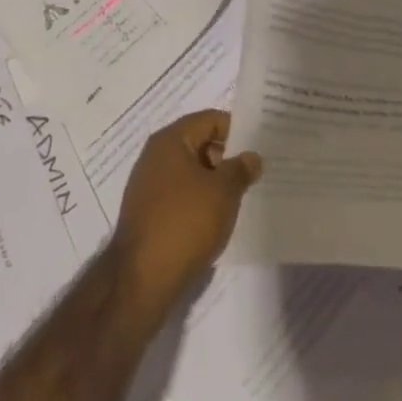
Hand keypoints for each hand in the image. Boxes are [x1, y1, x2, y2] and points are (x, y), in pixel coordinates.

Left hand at [112, 110, 261, 309]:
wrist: (141, 280)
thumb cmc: (185, 223)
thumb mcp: (223, 192)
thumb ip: (240, 169)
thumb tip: (251, 156)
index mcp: (170, 140)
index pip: (210, 120)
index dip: (236, 130)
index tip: (259, 146)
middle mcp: (155, 156)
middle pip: (199, 144)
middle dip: (226, 157)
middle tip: (254, 173)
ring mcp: (148, 185)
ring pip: (190, 172)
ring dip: (214, 181)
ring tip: (240, 197)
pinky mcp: (148, 213)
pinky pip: (180, 195)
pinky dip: (199, 201)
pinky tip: (217, 219)